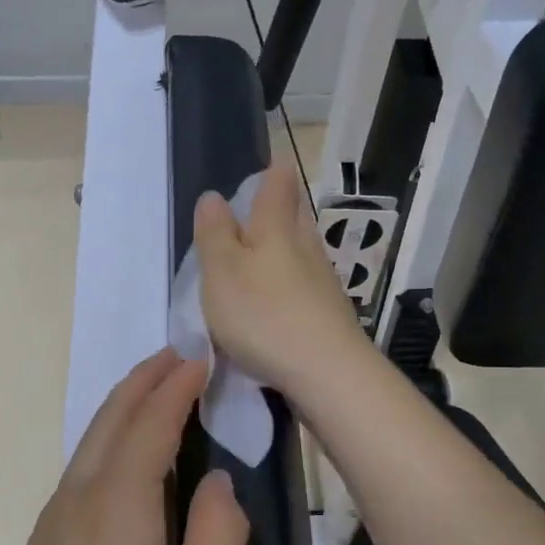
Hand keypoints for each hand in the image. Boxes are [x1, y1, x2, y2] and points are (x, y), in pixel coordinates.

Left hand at [0, 349, 248, 544]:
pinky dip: (109, 445)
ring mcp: (52, 527)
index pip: (150, 422)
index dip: (177, 386)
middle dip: (143, 381)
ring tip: (155, 395)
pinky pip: (81, 475)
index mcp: (117, 503)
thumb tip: (216, 481)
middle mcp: (76, 500)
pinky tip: (126, 466)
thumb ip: (219, 530)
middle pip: (110, 420)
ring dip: (123, 410)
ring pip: (89, 445)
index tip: (201, 356)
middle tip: (176, 356)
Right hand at [193, 166, 369, 397]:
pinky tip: (277, 303)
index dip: (271, 172)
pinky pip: (305, 285)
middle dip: (277, 211)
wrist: (327, 372)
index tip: (262, 171)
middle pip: (295, 215)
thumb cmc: (263, 315)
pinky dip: (289, 284)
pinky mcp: (330, 313)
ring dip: (282, 250)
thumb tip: (214, 196)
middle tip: (252, 217)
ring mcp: (323, 281)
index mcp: (277, 227)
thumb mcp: (222, 272)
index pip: (279, 183)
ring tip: (257, 263)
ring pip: (302, 251)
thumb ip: (215, 233)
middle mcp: (306, 246)